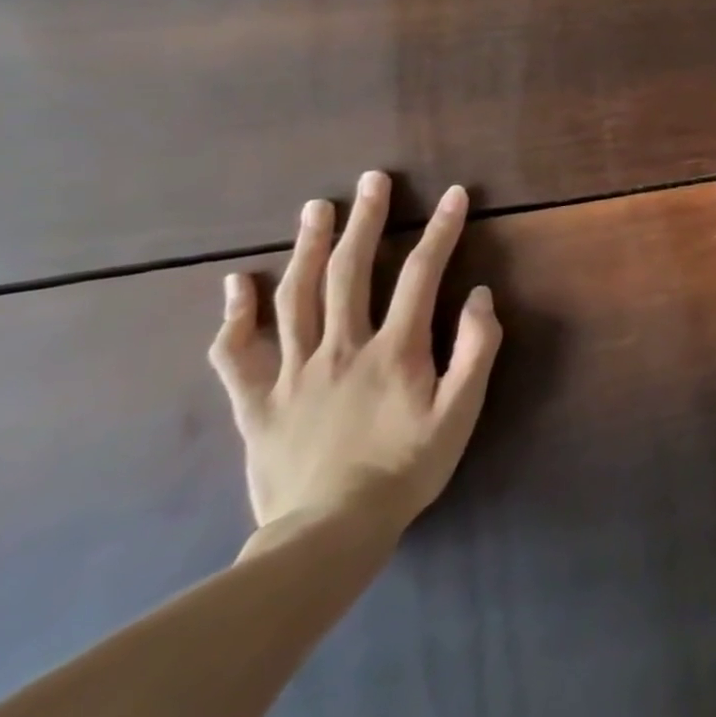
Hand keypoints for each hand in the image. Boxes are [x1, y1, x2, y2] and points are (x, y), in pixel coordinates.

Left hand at [208, 172, 502, 539]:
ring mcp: (292, 373)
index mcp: (394, 349)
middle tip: (371, 180)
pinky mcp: (255, 402)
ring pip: (295, 297)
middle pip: (351, 271)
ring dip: (307, 247)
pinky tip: (237, 283)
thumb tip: (481, 295)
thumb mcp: (461, 413)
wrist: (327, 536)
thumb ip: (476, 350)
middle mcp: (340, 348)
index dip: (441, 229)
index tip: (453, 194)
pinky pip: (236, 353)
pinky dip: (235, 314)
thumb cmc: (406, 468)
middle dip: (365, 220)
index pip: (422, 273)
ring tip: (316, 208)